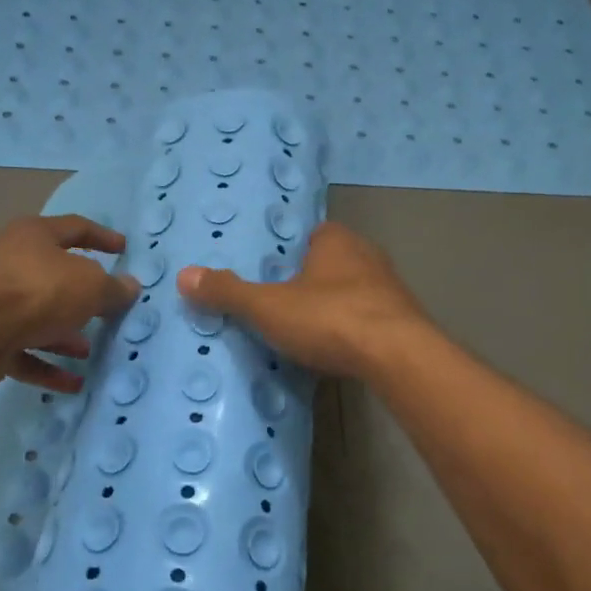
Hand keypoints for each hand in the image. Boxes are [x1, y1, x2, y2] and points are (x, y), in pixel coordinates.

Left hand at [0, 214, 138, 391]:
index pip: (75, 229)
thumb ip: (114, 289)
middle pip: (55, 278)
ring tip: (90, 351)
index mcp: (35, 237)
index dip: (102, 237)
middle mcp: (14, 265)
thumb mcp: (91, 286)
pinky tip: (74, 383)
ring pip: (39, 320)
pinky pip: (27, 354)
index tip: (123, 249)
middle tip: (107, 311)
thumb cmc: (38, 291)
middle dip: (82, 297)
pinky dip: (50, 367)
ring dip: (65, 336)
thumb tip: (130, 287)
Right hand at [175, 221, 428, 377]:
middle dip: (314, 279)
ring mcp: (391, 289)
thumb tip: (184, 275)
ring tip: (310, 330)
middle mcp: (368, 256)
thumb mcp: (268, 307)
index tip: (275, 273)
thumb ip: (228, 292)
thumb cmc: (329, 318)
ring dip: (337, 305)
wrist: (397, 356)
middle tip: (286, 303)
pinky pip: (373, 318)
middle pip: (335, 262)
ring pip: (356, 291)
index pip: (314, 234)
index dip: (294, 251)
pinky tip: (341, 349)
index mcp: (336, 241)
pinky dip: (357, 330)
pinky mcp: (406, 322)